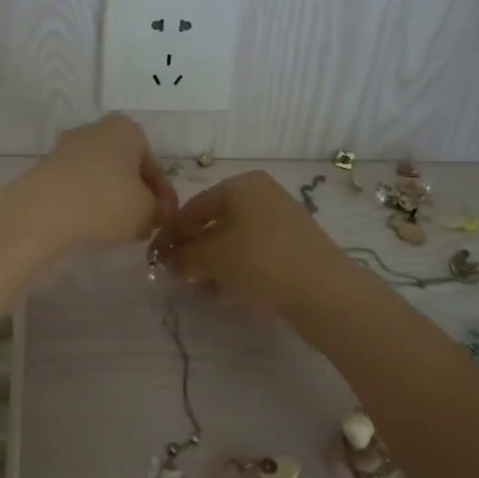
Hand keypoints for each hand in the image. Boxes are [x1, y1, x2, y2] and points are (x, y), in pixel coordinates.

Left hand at [27, 115, 177, 248]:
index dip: (163, 196)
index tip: (165, 220)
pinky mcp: (46, 168)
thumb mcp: (146, 212)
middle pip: (126, 167)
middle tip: (143, 224)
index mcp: (127, 129)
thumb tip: (158, 212)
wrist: (41, 212)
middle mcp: (97, 130)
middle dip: (136, 195)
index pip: (154, 166)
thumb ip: (159, 210)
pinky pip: (78, 186)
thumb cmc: (105, 202)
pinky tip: (90, 225)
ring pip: (101, 176)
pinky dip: (88, 203)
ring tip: (118, 230)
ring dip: (112, 200)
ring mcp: (68, 147)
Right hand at [148, 171, 346, 315]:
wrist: (324, 291)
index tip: (154, 258)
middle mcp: (262, 195)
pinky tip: (227, 293)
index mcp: (242, 185)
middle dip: (193, 250)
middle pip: (215, 222)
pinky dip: (236, 270)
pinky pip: (254, 254)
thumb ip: (183, 256)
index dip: (170, 234)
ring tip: (200, 289)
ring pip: (234, 241)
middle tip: (177, 276)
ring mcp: (282, 220)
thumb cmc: (260, 260)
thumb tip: (167, 260)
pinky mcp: (294, 247)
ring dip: (213, 264)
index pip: (193, 207)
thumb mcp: (212, 257)